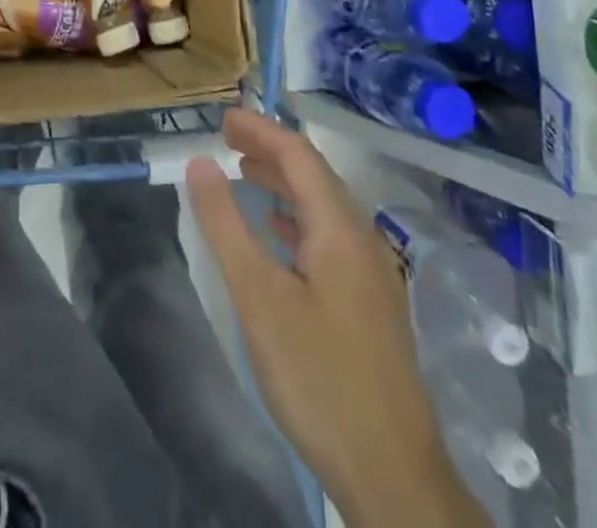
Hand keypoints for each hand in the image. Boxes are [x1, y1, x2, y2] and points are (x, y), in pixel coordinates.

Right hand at [187, 109, 482, 527]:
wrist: (395, 477)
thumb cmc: (319, 378)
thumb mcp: (258, 297)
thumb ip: (227, 224)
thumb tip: (201, 163)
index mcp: (339, 228)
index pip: (298, 154)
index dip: (260, 130)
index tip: (223, 118)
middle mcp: (362, 239)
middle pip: (315, 175)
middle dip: (271, 149)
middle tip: (228, 139)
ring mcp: (371, 273)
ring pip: (323, 207)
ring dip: (284, 183)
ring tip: (244, 173)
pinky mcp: (371, 304)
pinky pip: (329, 236)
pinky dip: (297, 218)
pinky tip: (277, 234)